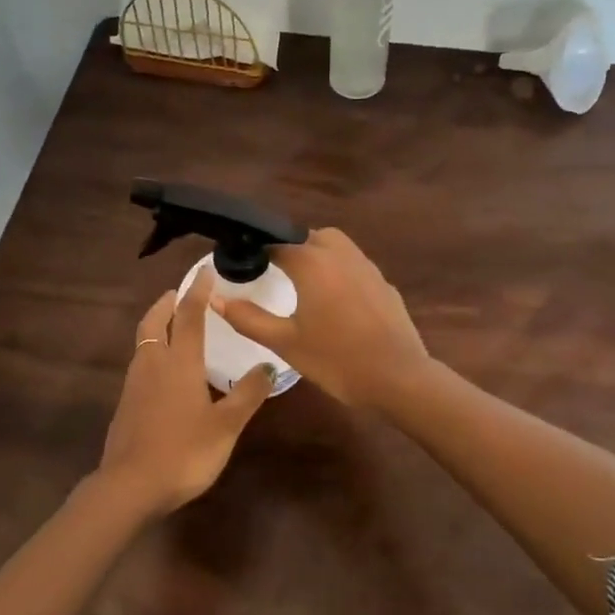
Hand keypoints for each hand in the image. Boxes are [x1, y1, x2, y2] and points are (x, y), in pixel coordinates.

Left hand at [96, 273, 275, 515]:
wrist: (130, 486)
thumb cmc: (184, 452)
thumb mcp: (226, 426)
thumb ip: (247, 394)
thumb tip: (268, 366)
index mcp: (179, 362)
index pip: (189, 315)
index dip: (197, 291)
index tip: (205, 272)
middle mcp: (153, 364)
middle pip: (154, 321)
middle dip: (167, 302)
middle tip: (181, 294)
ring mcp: (134, 383)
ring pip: (144, 341)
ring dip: (157, 325)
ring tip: (175, 326)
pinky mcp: (126, 403)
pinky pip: (140, 363)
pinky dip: (152, 351)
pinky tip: (165, 371)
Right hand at [210, 227, 428, 409]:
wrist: (399, 378)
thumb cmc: (336, 359)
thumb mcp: (285, 342)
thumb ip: (248, 318)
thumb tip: (215, 298)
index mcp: (312, 263)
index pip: (277, 242)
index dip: (258, 250)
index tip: (244, 264)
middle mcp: (341, 254)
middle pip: (310, 236)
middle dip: (291, 247)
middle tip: (275, 272)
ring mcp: (368, 267)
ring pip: (337, 246)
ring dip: (318, 255)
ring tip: (303, 285)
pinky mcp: (385, 284)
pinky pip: (355, 266)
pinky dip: (340, 272)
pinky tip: (336, 303)